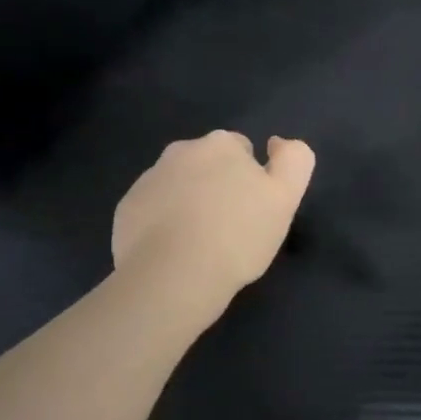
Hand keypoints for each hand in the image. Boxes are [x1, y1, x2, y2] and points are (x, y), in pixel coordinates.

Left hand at [112, 130, 316, 308]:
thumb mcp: (285, 197)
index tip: (253, 211)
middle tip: (229, 228)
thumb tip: (277, 143)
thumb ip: (294, 160)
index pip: (242, 150)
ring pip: (177, 186)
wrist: (173, 276)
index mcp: (220, 144)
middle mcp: (180, 151)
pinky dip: (162, 224)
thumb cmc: (237, 235)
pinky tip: (173, 252)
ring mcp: (148, 179)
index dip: (251, 179)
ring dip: (188, 204)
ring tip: (200, 244)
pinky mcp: (126, 209)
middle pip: (206, 165)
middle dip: (216, 187)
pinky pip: (152, 211)